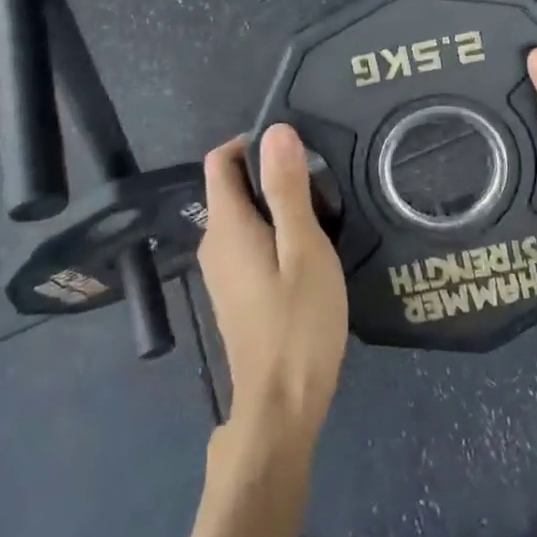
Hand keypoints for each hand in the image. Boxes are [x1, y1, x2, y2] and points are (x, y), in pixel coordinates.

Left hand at [199, 125, 348, 451]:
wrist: (282, 406)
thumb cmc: (298, 323)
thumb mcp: (303, 248)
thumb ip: (287, 189)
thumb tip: (275, 130)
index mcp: (226, 227)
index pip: (220, 161)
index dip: (252, 143)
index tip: (295, 150)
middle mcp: (214, 244)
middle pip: (232, 187)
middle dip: (271, 174)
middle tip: (321, 184)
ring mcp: (222, 273)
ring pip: (243, 217)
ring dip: (277, 205)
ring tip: (322, 214)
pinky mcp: (236, 293)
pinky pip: (249, 243)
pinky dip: (274, 233)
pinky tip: (309, 252)